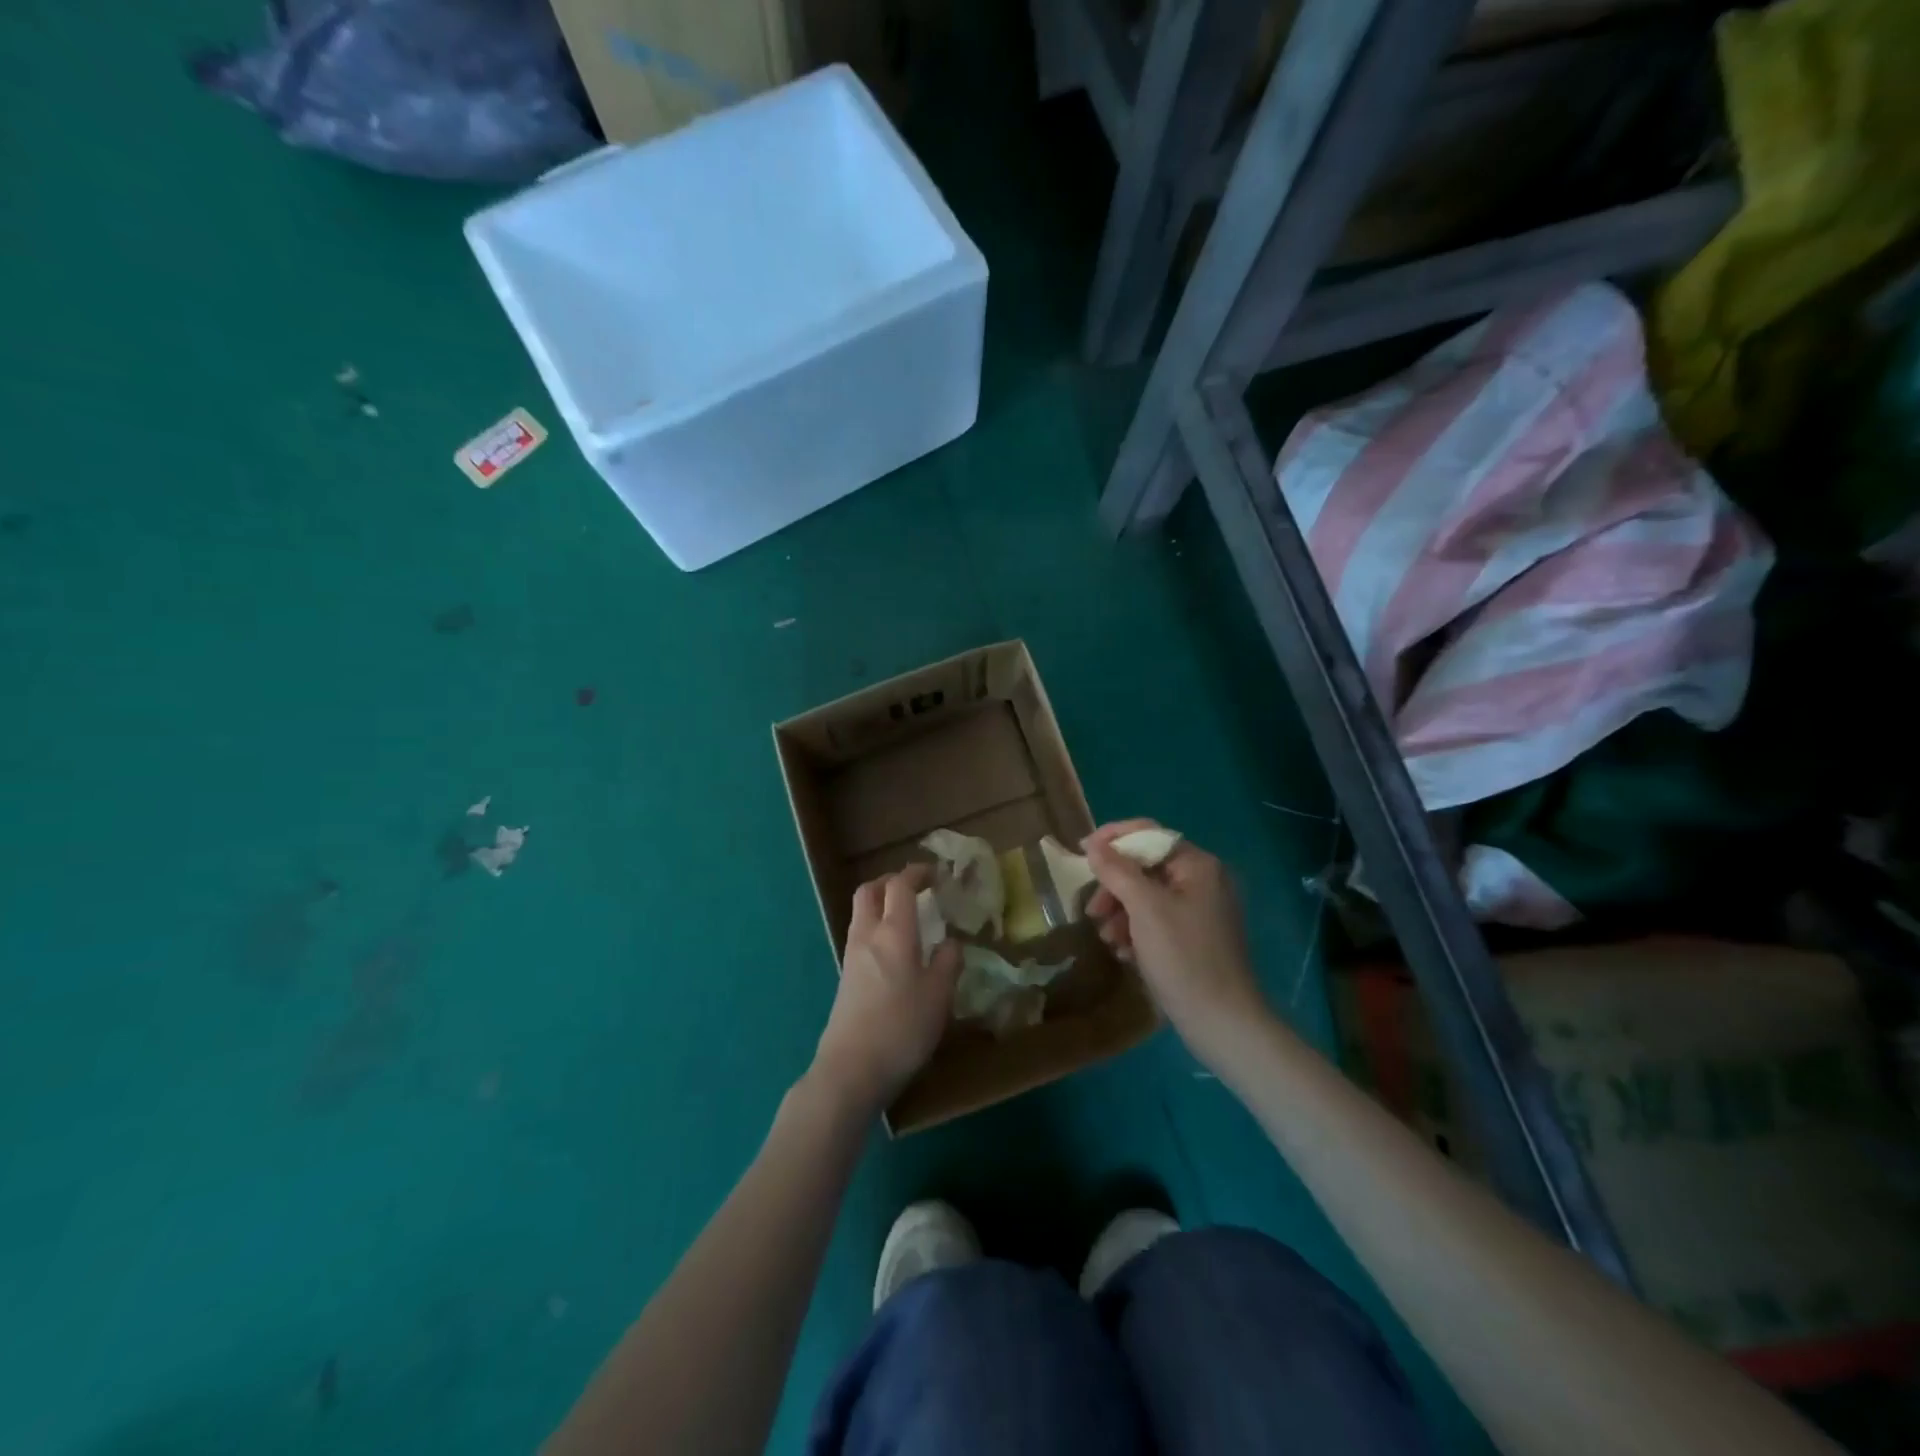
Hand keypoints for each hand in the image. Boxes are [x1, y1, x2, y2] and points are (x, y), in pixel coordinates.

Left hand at [811, 865, 959, 1115]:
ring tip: (908, 917)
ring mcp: (852, 955)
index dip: (916, 873)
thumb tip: (950, 942)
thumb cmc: (901, 1027)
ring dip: (881, 904)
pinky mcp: (846, 976)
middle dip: (890, 881)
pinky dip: (876, 927)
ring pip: (862, 913)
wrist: (851, 1068)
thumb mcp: (939, 996)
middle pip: (869, 891)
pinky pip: (860, 935)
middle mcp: (868, 935)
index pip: (900, 886)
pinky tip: (895, 950)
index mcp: (894, 932)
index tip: (935, 873)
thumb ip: (948, 962)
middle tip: (914, 888)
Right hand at [1084, 820, 1266, 1062]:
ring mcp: (1201, 910)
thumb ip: (1117, 871)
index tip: (1080, 853)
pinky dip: (1136, 930)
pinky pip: (1157, 919)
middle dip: (1114, 886)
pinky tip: (1124, 952)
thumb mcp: (1144, 909)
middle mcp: (1203, 880)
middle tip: (1093, 911)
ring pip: (1147, 895)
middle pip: (1145, 866)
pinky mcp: (1195, 937)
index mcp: (1197, 865)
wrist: (1222, 1022)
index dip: (1112, 839)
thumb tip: (1093, 844)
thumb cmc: (1183, 957)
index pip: (1148, 833)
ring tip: (1107, 938)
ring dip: (1121, 912)